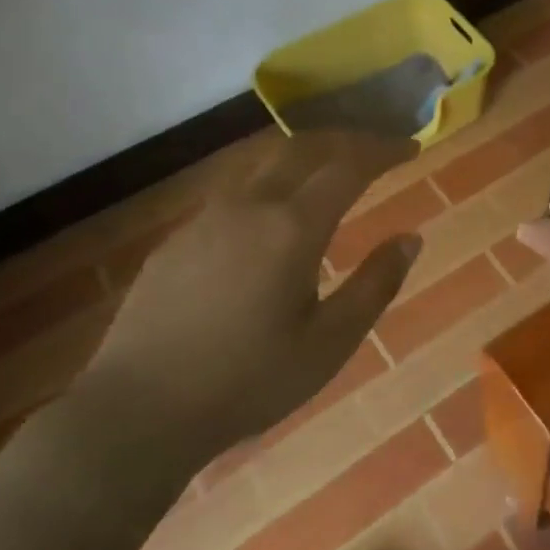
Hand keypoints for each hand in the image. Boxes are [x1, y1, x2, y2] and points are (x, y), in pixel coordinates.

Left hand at [74, 132, 420, 492]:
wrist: (138, 410)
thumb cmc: (247, 382)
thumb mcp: (329, 344)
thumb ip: (375, 285)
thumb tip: (410, 239)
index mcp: (291, 228)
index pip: (348, 166)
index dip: (383, 150)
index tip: (411, 146)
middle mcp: (249, 206)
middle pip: (302, 147)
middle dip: (345, 139)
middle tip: (376, 148)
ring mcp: (206, 218)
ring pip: (262, 164)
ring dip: (304, 155)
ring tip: (329, 171)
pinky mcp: (178, 239)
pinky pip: (234, 192)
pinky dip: (270, 184)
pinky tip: (272, 218)